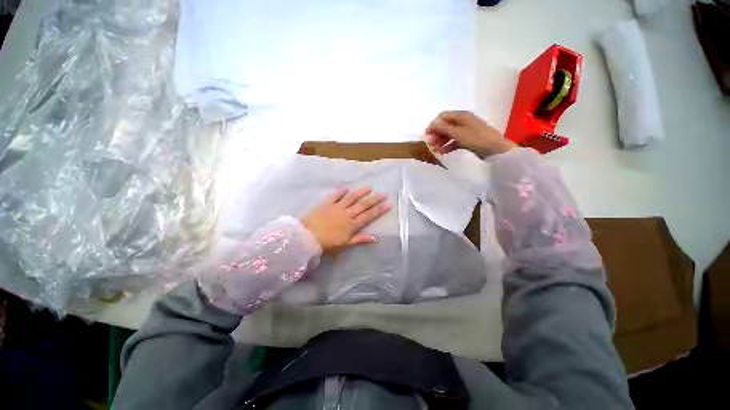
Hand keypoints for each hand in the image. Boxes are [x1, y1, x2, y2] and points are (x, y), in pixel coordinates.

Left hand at [301, 187, 389, 252]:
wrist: (307, 237)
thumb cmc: (327, 244)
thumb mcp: (345, 245)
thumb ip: (360, 239)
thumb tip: (375, 238)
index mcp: (352, 225)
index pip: (369, 216)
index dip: (379, 210)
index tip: (388, 204)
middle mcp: (347, 214)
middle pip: (363, 205)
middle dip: (374, 200)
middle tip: (384, 194)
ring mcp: (337, 207)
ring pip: (351, 198)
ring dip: (361, 192)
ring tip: (369, 187)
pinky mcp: (326, 204)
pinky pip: (335, 196)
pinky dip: (341, 191)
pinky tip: (346, 187)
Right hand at [425, 111, 515, 158]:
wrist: (495, 150)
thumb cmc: (476, 138)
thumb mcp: (458, 133)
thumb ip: (443, 128)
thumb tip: (431, 124)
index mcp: (461, 116)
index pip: (443, 116)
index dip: (434, 124)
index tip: (427, 135)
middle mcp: (463, 121)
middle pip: (445, 126)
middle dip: (436, 134)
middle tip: (430, 145)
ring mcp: (465, 131)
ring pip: (449, 134)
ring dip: (441, 141)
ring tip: (434, 150)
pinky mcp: (468, 140)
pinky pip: (454, 141)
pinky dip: (448, 146)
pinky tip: (442, 153)